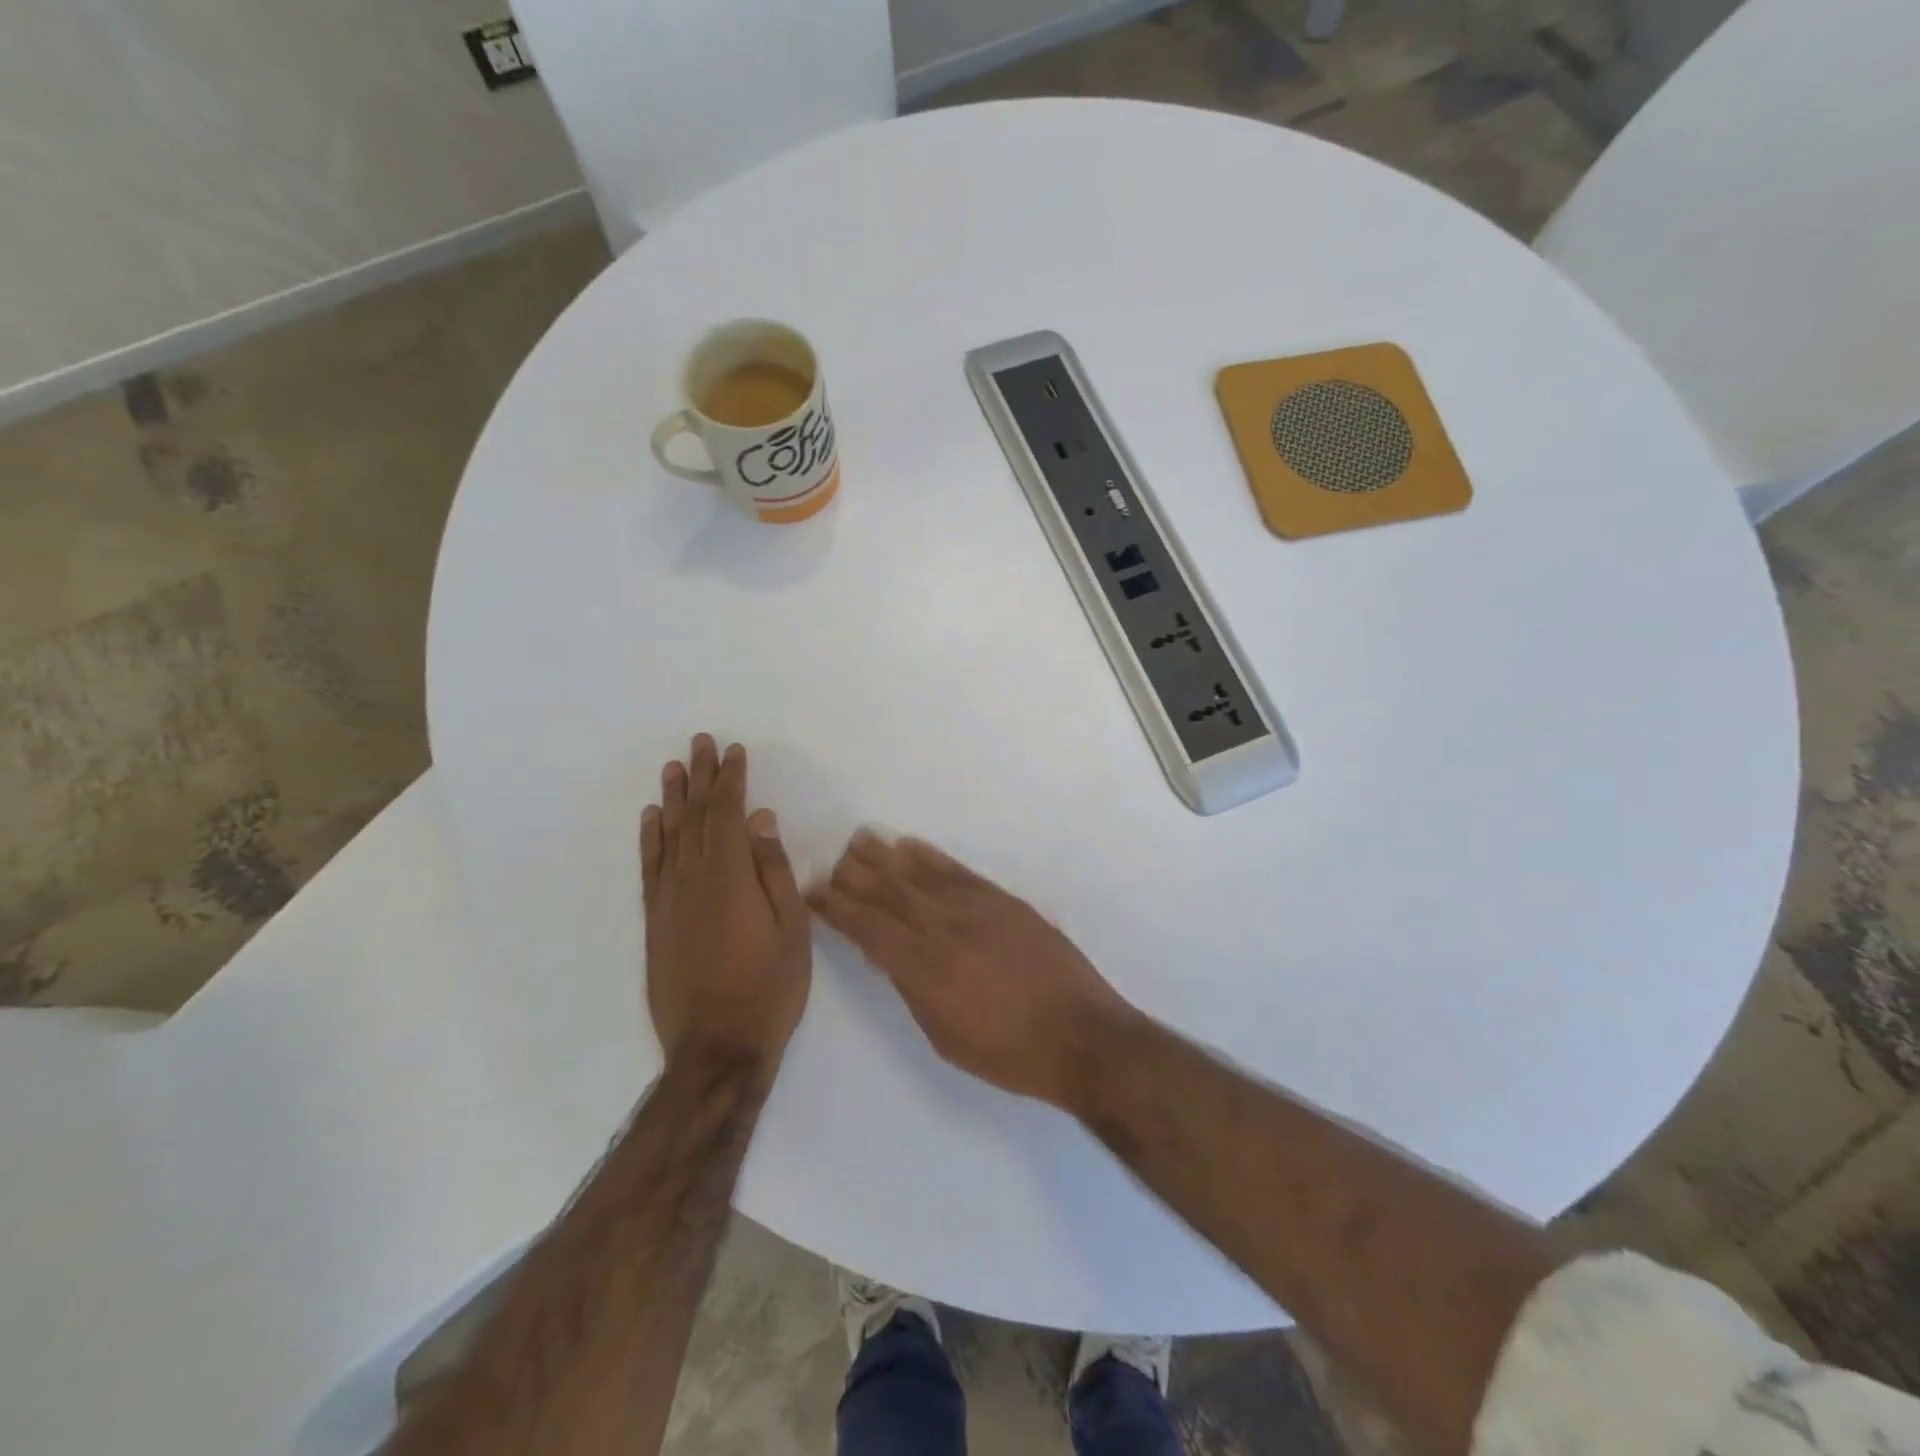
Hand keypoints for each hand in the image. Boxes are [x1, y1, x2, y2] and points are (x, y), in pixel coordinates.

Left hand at [642, 735, 810, 1076]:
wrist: (717, 1046)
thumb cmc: (769, 988)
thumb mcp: (792, 929)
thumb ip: (774, 870)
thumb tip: (762, 820)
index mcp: (730, 876)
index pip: (729, 813)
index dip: (732, 779)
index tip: (734, 751)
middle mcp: (692, 878)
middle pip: (696, 816)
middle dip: (701, 777)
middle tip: (701, 743)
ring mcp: (669, 900)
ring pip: (669, 836)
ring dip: (673, 799)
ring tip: (674, 767)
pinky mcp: (655, 921)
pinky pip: (650, 867)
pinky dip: (650, 838)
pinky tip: (652, 819)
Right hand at [808, 832, 1136, 1107]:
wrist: (1080, 1034)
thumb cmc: (1008, 1053)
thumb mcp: (944, 1036)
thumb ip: (910, 989)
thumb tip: (883, 954)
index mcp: (923, 967)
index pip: (867, 928)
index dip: (837, 909)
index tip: (814, 892)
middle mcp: (943, 928)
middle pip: (889, 893)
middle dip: (856, 875)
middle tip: (832, 859)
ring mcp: (975, 908)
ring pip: (919, 875)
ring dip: (886, 856)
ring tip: (861, 839)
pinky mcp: (1003, 900)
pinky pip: (958, 871)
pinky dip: (931, 857)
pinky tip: (911, 846)